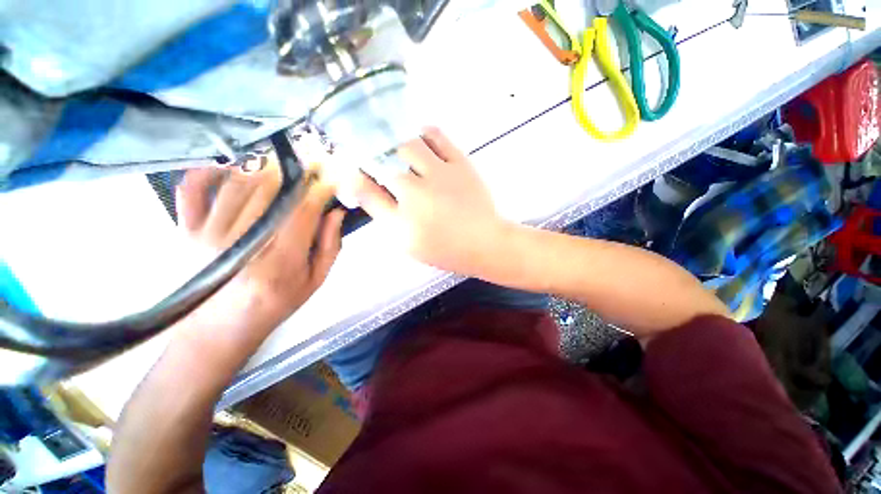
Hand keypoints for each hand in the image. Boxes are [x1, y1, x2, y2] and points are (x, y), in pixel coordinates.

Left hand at [176, 158, 344, 336]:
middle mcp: (242, 244)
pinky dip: (209, 170)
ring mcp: (208, 234)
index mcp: (279, 262)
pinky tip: (233, 163)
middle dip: (296, 173)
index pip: (301, 212)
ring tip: (284, 162)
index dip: (318, 189)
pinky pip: (193, 190)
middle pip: (270, 192)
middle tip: (311, 162)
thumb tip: (336, 212)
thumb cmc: (275, 305)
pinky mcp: (187, 230)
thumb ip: (330, 246)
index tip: (330, 176)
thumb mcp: (315, 281)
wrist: (219, 329)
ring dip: (265, 168)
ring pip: (239, 185)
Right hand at [349, 127, 508, 276]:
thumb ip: (382, 212)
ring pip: (408, 144)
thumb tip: (358, 185)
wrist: (484, 242)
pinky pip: (438, 136)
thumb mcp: (407, 240)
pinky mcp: (460, 162)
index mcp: (404, 212)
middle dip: (375, 159)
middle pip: (385, 161)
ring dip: (397, 145)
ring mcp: (440, 172)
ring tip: (399, 151)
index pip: (369, 187)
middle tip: (379, 164)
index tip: (355, 174)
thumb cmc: (445, 247)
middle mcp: (418, 188)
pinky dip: (424, 132)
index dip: (358, 177)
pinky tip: (421, 138)